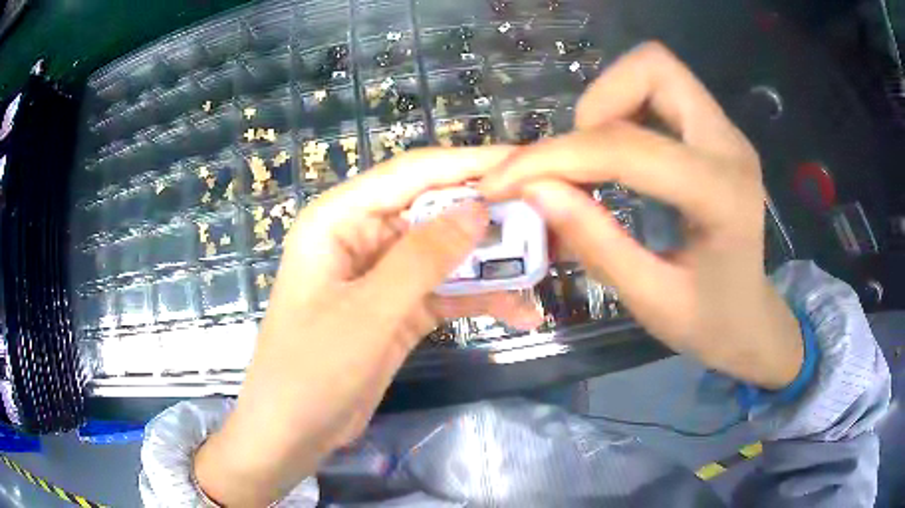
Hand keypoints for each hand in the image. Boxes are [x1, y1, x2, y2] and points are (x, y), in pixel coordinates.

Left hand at [195, 147, 541, 506]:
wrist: (293, 432)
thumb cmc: (312, 370)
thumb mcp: (369, 312)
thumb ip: (422, 258)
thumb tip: (478, 209)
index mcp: (339, 218)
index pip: (411, 174)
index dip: (468, 164)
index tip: (524, 161)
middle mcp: (361, 236)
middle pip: (433, 210)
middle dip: (488, 215)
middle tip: (546, 218)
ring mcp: (382, 275)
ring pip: (445, 253)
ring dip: (491, 262)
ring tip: (543, 266)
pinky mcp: (397, 308)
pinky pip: (445, 292)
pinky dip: (479, 299)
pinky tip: (520, 312)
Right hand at [481, 42, 802, 390]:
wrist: (751, 319)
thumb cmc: (709, 322)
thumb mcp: (650, 300)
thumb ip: (596, 243)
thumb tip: (535, 190)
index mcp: (721, 196)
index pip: (628, 148)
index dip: (558, 157)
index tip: (507, 179)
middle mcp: (729, 145)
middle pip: (653, 69)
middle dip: (596, 104)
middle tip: (577, 160)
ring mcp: (725, 133)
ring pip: (655, 70)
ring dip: (609, 103)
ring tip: (594, 159)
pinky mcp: (715, 133)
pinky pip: (660, 91)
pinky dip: (624, 109)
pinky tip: (618, 156)